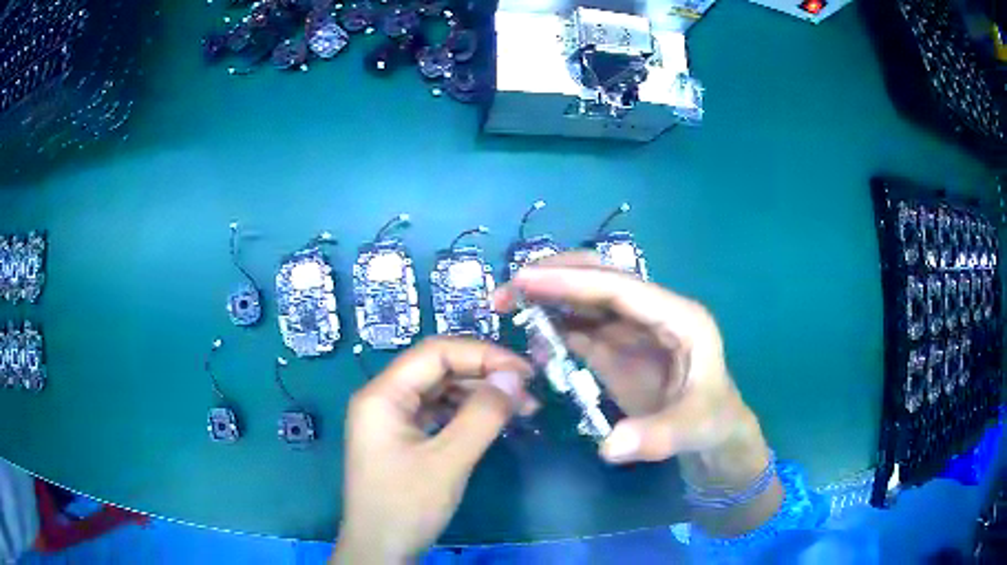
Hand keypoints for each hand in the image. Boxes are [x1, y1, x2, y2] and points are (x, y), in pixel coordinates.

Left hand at [332, 337, 533, 563]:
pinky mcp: (403, 438)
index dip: (482, 355)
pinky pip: (438, 413)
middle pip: (438, 369)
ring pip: (441, 391)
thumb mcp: (448, 462)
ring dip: (480, 395)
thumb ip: (482, 416)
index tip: (524, 371)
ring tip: (521, 409)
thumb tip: (514, 376)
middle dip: (485, 375)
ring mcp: (392, 419)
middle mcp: (384, 398)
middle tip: (528, 392)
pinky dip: (467, 414)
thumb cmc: (406, 506)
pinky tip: (494, 422)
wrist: (380, 550)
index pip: (435, 353)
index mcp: (382, 395)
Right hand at [495, 252, 780, 536]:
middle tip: (507, 292)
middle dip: (553, 278)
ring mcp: (633, 329)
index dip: (573, 280)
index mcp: (678, 316)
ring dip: (547, 298)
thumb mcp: (692, 429)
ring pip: (585, 300)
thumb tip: (609, 447)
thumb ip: (656, 437)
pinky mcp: (618, 348)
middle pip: (599, 278)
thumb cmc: (711, 422)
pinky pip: (580, 329)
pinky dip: (553, 329)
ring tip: (505, 308)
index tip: (525, 280)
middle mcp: (653, 312)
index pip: (620, 287)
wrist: (712, 433)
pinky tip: (531, 340)